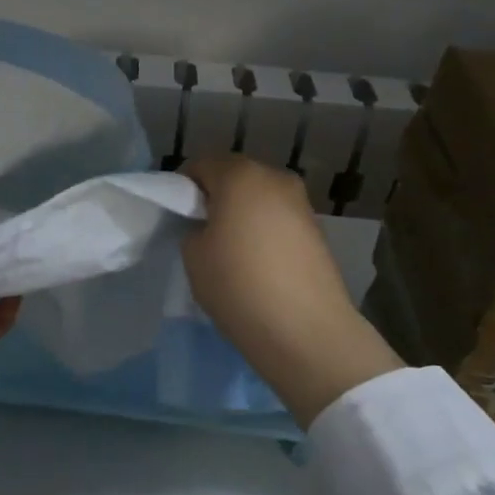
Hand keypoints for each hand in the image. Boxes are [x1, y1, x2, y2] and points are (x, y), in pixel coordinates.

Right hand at [180, 155, 402, 427]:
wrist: (305, 330)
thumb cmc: (238, 284)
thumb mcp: (193, 255)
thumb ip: (194, 228)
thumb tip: (209, 226)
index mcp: (240, 174)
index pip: (201, 165)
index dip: (184, 188)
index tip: (178, 216)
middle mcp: (275, 178)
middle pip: (234, 176)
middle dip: (215, 197)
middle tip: (201, 231)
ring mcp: (301, 203)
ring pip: (259, 197)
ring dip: (242, 213)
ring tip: (231, 250)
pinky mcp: (317, 230)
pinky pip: (278, 218)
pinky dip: (264, 230)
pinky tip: (258, 262)